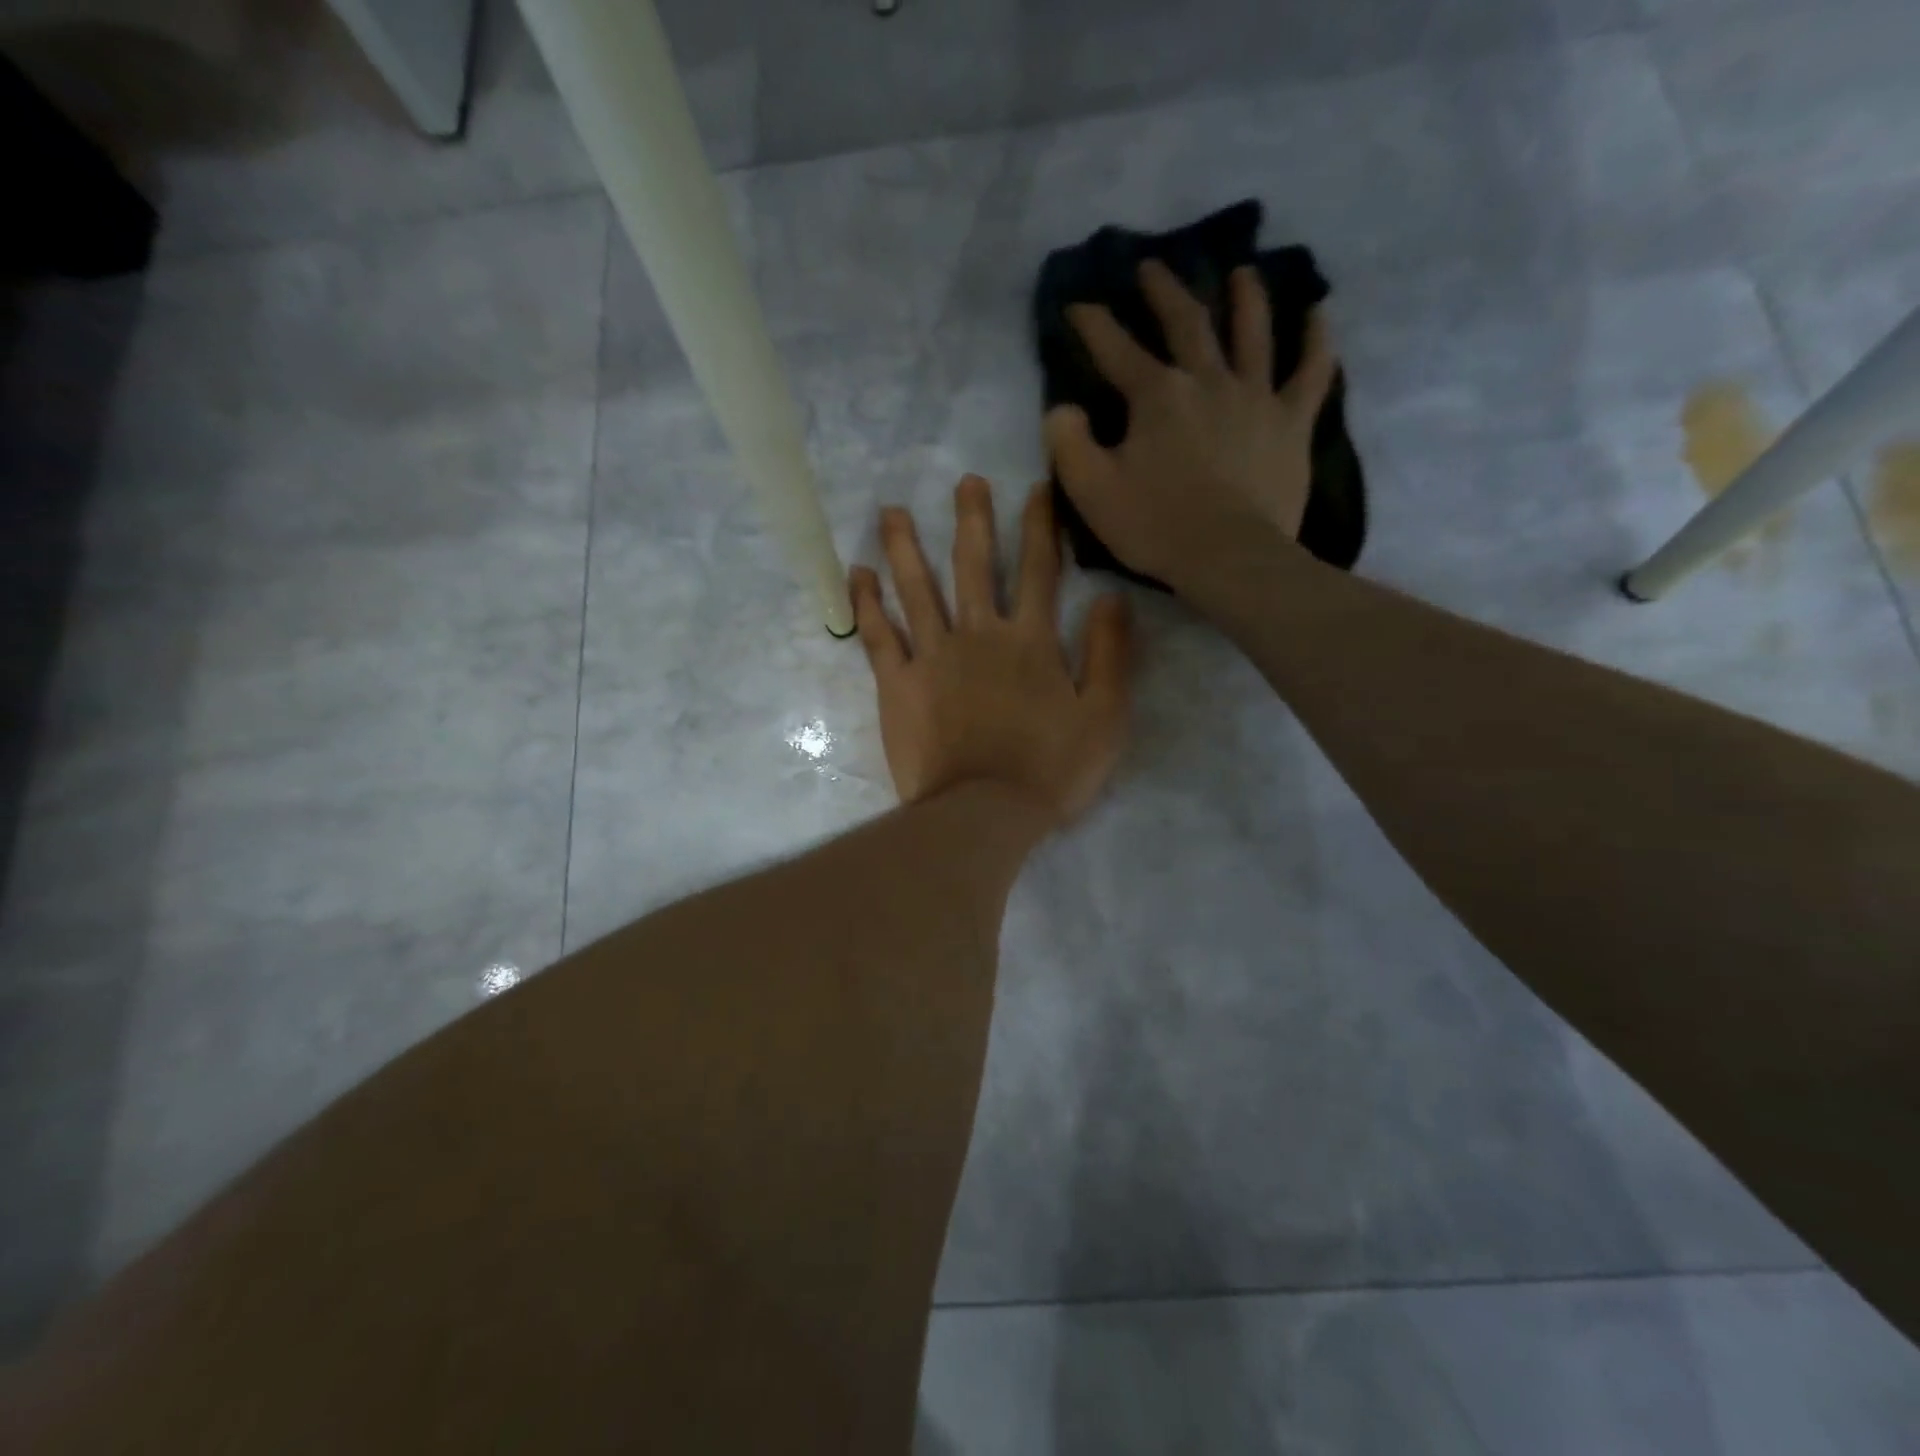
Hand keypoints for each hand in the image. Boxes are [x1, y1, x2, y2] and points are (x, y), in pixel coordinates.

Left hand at [851, 476, 1130, 829]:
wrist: (984, 812)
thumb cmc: (1051, 770)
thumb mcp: (1105, 716)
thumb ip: (1109, 653)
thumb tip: (1111, 596)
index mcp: (1031, 641)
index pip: (1038, 570)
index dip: (1039, 526)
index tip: (1035, 489)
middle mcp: (979, 635)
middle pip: (974, 566)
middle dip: (972, 520)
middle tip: (965, 482)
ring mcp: (933, 657)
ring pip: (917, 589)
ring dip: (906, 547)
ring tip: (892, 511)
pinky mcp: (898, 685)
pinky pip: (879, 636)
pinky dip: (867, 603)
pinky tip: (857, 574)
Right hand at [1044, 259, 1337, 599]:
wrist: (1228, 556)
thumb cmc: (1155, 526)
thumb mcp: (1091, 490)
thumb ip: (1068, 443)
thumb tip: (1062, 408)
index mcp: (1156, 395)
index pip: (1115, 348)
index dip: (1093, 324)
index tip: (1077, 302)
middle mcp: (1207, 380)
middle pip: (1186, 323)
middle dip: (1164, 292)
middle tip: (1152, 266)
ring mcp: (1255, 397)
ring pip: (1253, 332)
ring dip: (1246, 298)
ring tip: (1242, 272)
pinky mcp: (1291, 423)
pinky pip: (1311, 372)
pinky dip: (1316, 341)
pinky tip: (1318, 316)